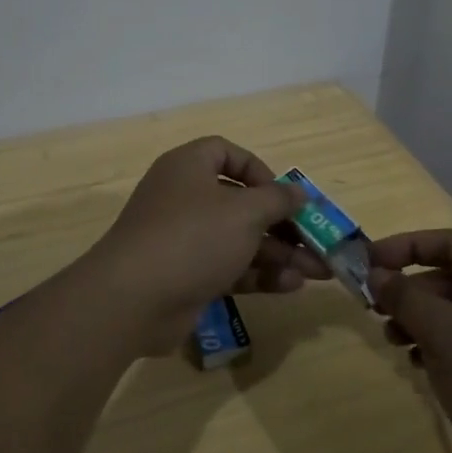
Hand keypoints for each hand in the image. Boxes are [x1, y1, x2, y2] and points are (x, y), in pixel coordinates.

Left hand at [85, 136, 328, 353]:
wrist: (133, 299)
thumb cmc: (192, 237)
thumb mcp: (244, 212)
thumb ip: (277, 200)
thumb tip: (298, 193)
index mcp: (189, 167)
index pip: (226, 153)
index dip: (258, 170)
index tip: (283, 195)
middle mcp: (184, 198)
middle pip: (241, 203)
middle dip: (282, 223)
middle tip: (317, 241)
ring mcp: (183, 239)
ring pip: (239, 239)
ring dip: (278, 253)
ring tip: (318, 272)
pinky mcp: (186, 276)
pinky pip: (228, 267)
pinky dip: (258, 274)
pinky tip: (291, 286)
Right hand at [369, 230, 451, 452]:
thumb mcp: (443, 333)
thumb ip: (405, 296)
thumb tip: (377, 274)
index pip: (450, 242)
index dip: (405, 246)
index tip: (367, 261)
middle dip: (411, 290)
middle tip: (375, 309)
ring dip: (422, 321)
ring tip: (393, 342)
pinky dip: (443, 346)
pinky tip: (420, 365)